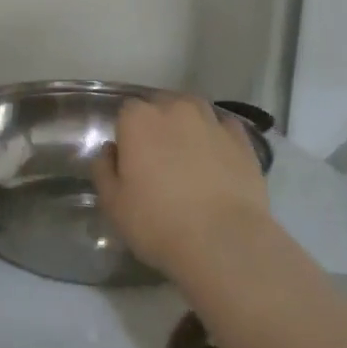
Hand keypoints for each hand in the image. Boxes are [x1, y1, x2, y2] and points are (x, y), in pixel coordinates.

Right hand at [92, 95, 270, 281]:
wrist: (224, 241)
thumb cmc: (158, 223)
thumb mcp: (113, 204)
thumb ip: (104, 170)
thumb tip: (110, 151)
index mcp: (139, 120)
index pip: (126, 112)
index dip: (127, 134)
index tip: (129, 160)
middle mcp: (176, 109)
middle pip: (161, 106)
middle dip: (157, 125)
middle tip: (158, 160)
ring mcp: (212, 122)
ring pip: (194, 111)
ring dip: (187, 126)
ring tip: (188, 156)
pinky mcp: (242, 140)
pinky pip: (224, 129)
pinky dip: (218, 138)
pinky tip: (217, 160)